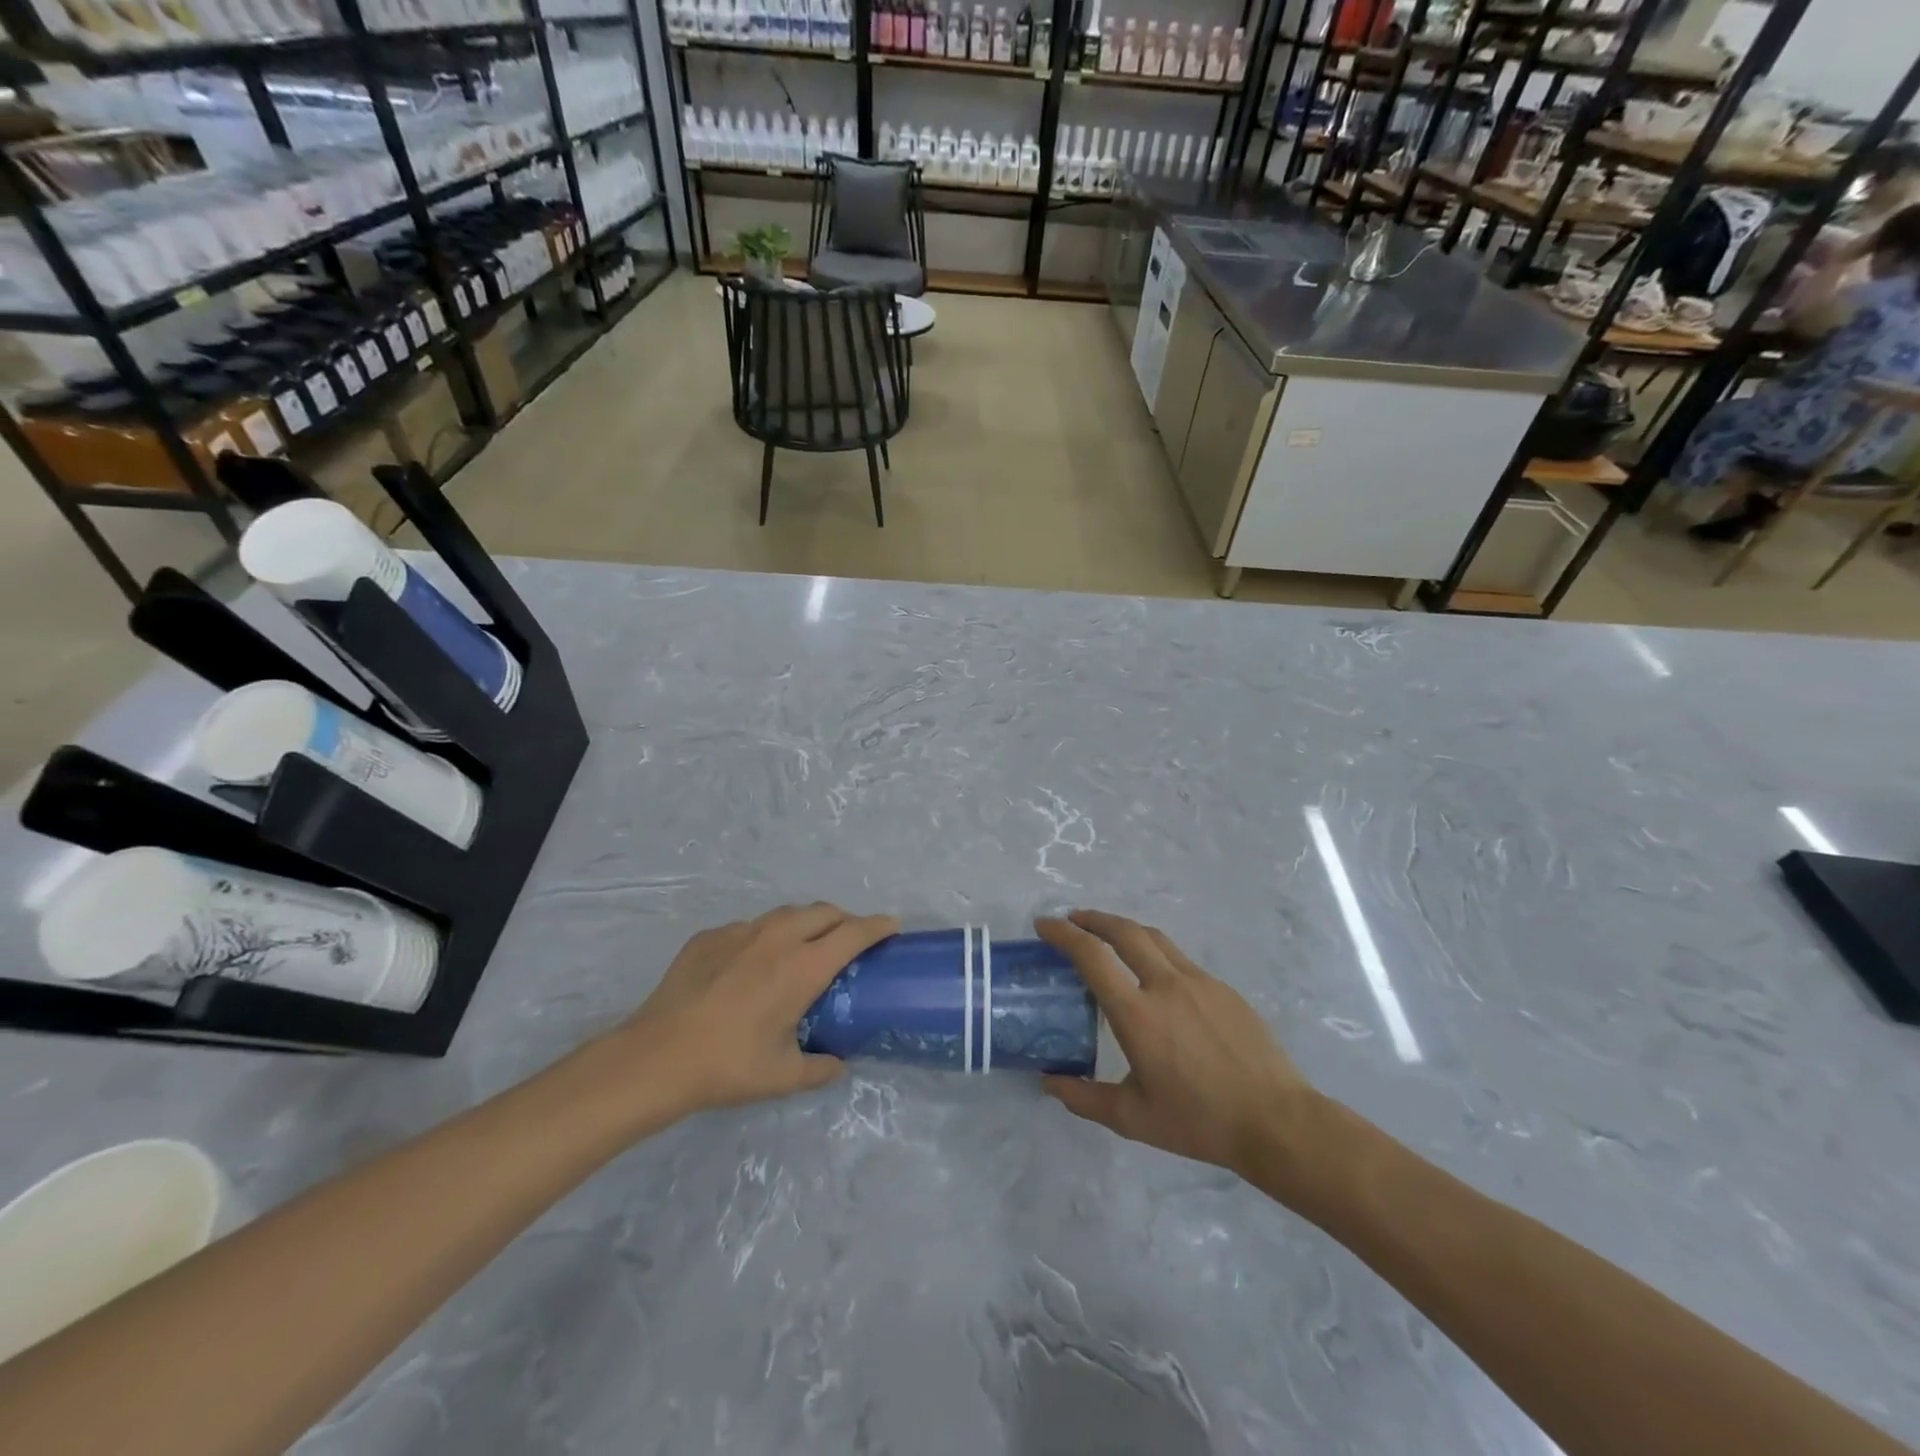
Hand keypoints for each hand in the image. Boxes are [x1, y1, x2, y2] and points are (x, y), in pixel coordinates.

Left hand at [617, 904, 897, 1115]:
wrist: (655, 1057)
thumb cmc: (727, 1066)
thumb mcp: (782, 1076)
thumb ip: (820, 1068)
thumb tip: (838, 1064)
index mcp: (803, 967)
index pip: (854, 932)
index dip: (877, 926)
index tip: (891, 927)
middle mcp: (777, 938)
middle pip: (824, 911)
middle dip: (844, 920)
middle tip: (849, 941)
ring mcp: (740, 932)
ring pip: (787, 914)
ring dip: (806, 923)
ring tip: (804, 947)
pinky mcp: (710, 936)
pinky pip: (750, 927)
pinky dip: (765, 937)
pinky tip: (752, 965)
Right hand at [1037, 911, 1325, 1198]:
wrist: (1276, 1121)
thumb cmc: (1199, 1121)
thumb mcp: (1133, 1118)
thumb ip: (1084, 1098)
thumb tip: (1049, 1082)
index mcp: (1137, 1014)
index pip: (1091, 956)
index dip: (1063, 934)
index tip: (1044, 925)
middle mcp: (1166, 985)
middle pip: (1124, 931)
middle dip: (1093, 919)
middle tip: (1073, 920)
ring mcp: (1199, 982)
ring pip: (1155, 938)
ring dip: (1125, 929)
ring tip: (1109, 936)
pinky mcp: (1223, 989)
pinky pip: (1180, 959)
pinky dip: (1155, 953)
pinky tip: (1155, 977)